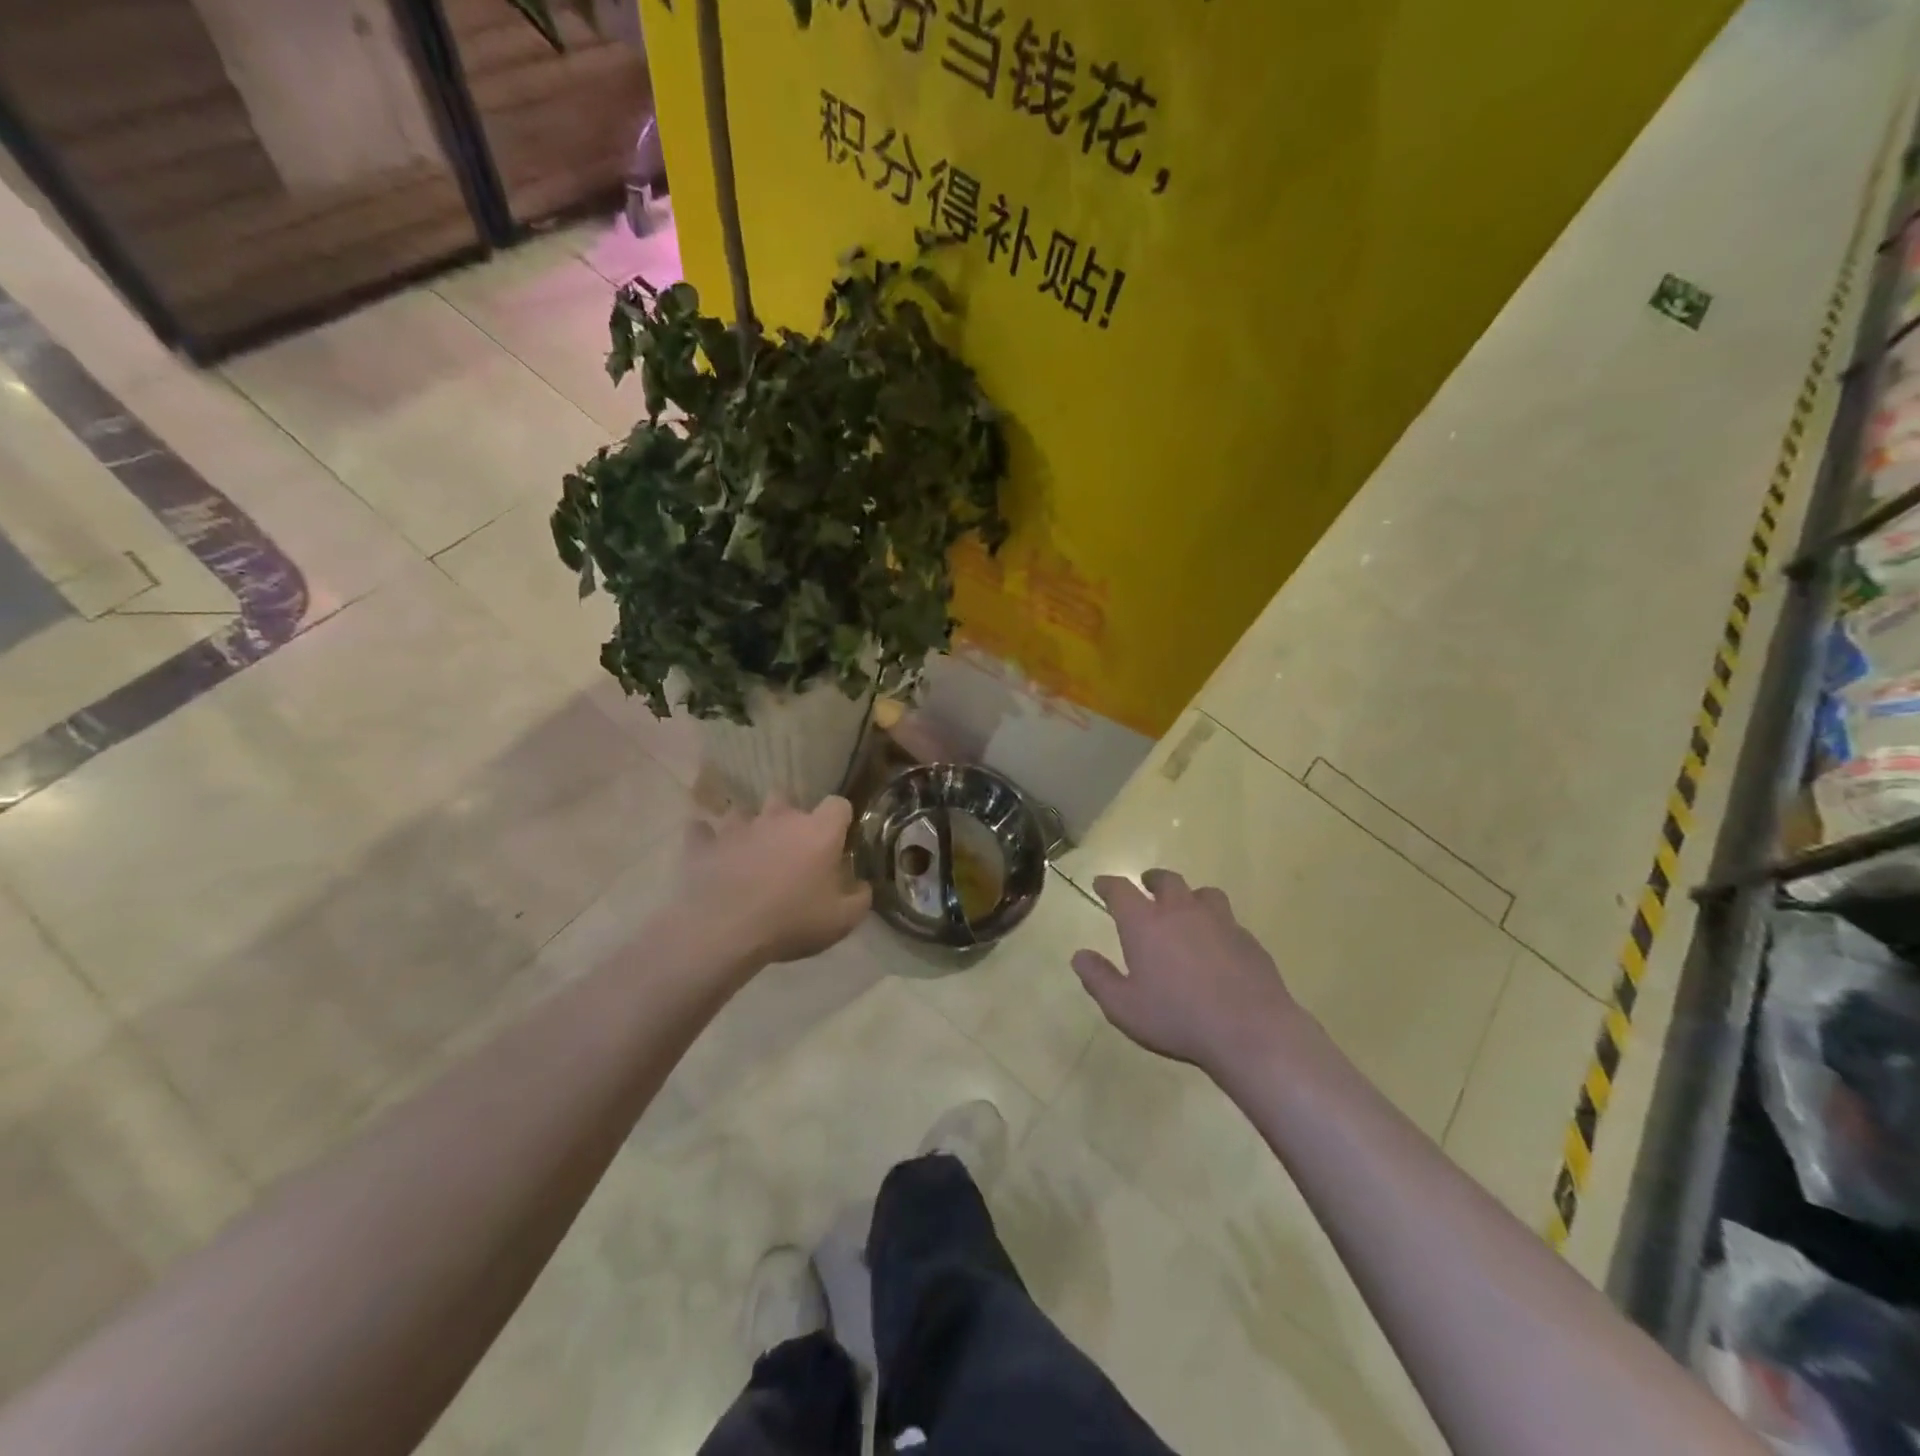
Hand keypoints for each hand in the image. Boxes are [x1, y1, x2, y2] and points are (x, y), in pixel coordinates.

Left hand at [682, 796, 872, 969]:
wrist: (724, 931)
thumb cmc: (791, 922)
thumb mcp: (842, 921)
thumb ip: (860, 898)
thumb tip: (863, 886)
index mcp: (818, 831)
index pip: (838, 804)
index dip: (839, 820)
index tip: (837, 841)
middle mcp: (779, 818)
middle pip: (787, 799)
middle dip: (789, 818)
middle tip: (790, 850)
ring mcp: (738, 826)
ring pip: (744, 812)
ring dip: (748, 827)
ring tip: (748, 852)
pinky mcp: (703, 843)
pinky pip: (703, 831)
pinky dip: (708, 840)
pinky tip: (712, 854)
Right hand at [1072, 869, 1303, 1078]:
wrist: (1250, 1030)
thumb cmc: (1177, 1018)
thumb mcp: (1124, 1007)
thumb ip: (1098, 979)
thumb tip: (1079, 956)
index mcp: (1145, 923)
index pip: (1120, 891)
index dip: (1108, 885)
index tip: (1101, 884)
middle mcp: (1181, 911)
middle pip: (1166, 881)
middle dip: (1152, 879)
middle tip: (1146, 884)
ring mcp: (1219, 921)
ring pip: (1203, 893)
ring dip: (1190, 896)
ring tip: (1186, 907)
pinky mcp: (1247, 939)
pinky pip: (1228, 920)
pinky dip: (1216, 924)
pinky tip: (1217, 944)